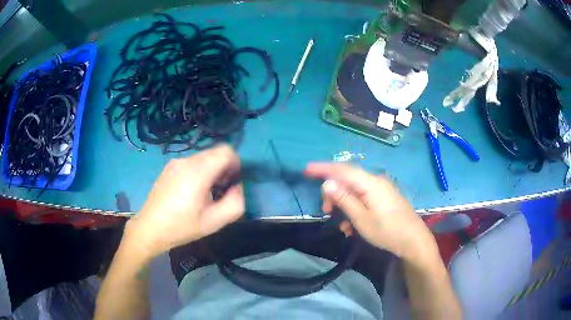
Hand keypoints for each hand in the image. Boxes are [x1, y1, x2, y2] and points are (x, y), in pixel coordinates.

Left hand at [127, 145, 244, 258]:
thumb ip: (235, 203)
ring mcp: (175, 162)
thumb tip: (237, 187)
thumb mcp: (214, 222)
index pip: (226, 151)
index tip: (231, 183)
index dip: (235, 164)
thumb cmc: (182, 227)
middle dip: (224, 168)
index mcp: (198, 172)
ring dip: (211, 170)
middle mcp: (186, 161)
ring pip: (203, 157)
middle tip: (220, 190)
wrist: (150, 228)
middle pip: (215, 152)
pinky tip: (191, 191)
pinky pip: (191, 162)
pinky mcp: (168, 167)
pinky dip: (199, 171)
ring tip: (205, 193)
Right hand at [305, 163, 434, 259]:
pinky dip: (354, 209)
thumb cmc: (387, 231)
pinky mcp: (385, 198)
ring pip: (355, 191)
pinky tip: (352, 226)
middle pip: (348, 180)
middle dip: (334, 193)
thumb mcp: (361, 219)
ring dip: (344, 205)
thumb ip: (344, 199)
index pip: (343, 169)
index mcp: (370, 183)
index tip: (306, 169)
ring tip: (341, 225)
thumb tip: (327, 183)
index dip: (323, 168)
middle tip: (326, 211)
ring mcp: (382, 189)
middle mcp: (376, 181)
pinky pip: (364, 198)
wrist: (413, 240)